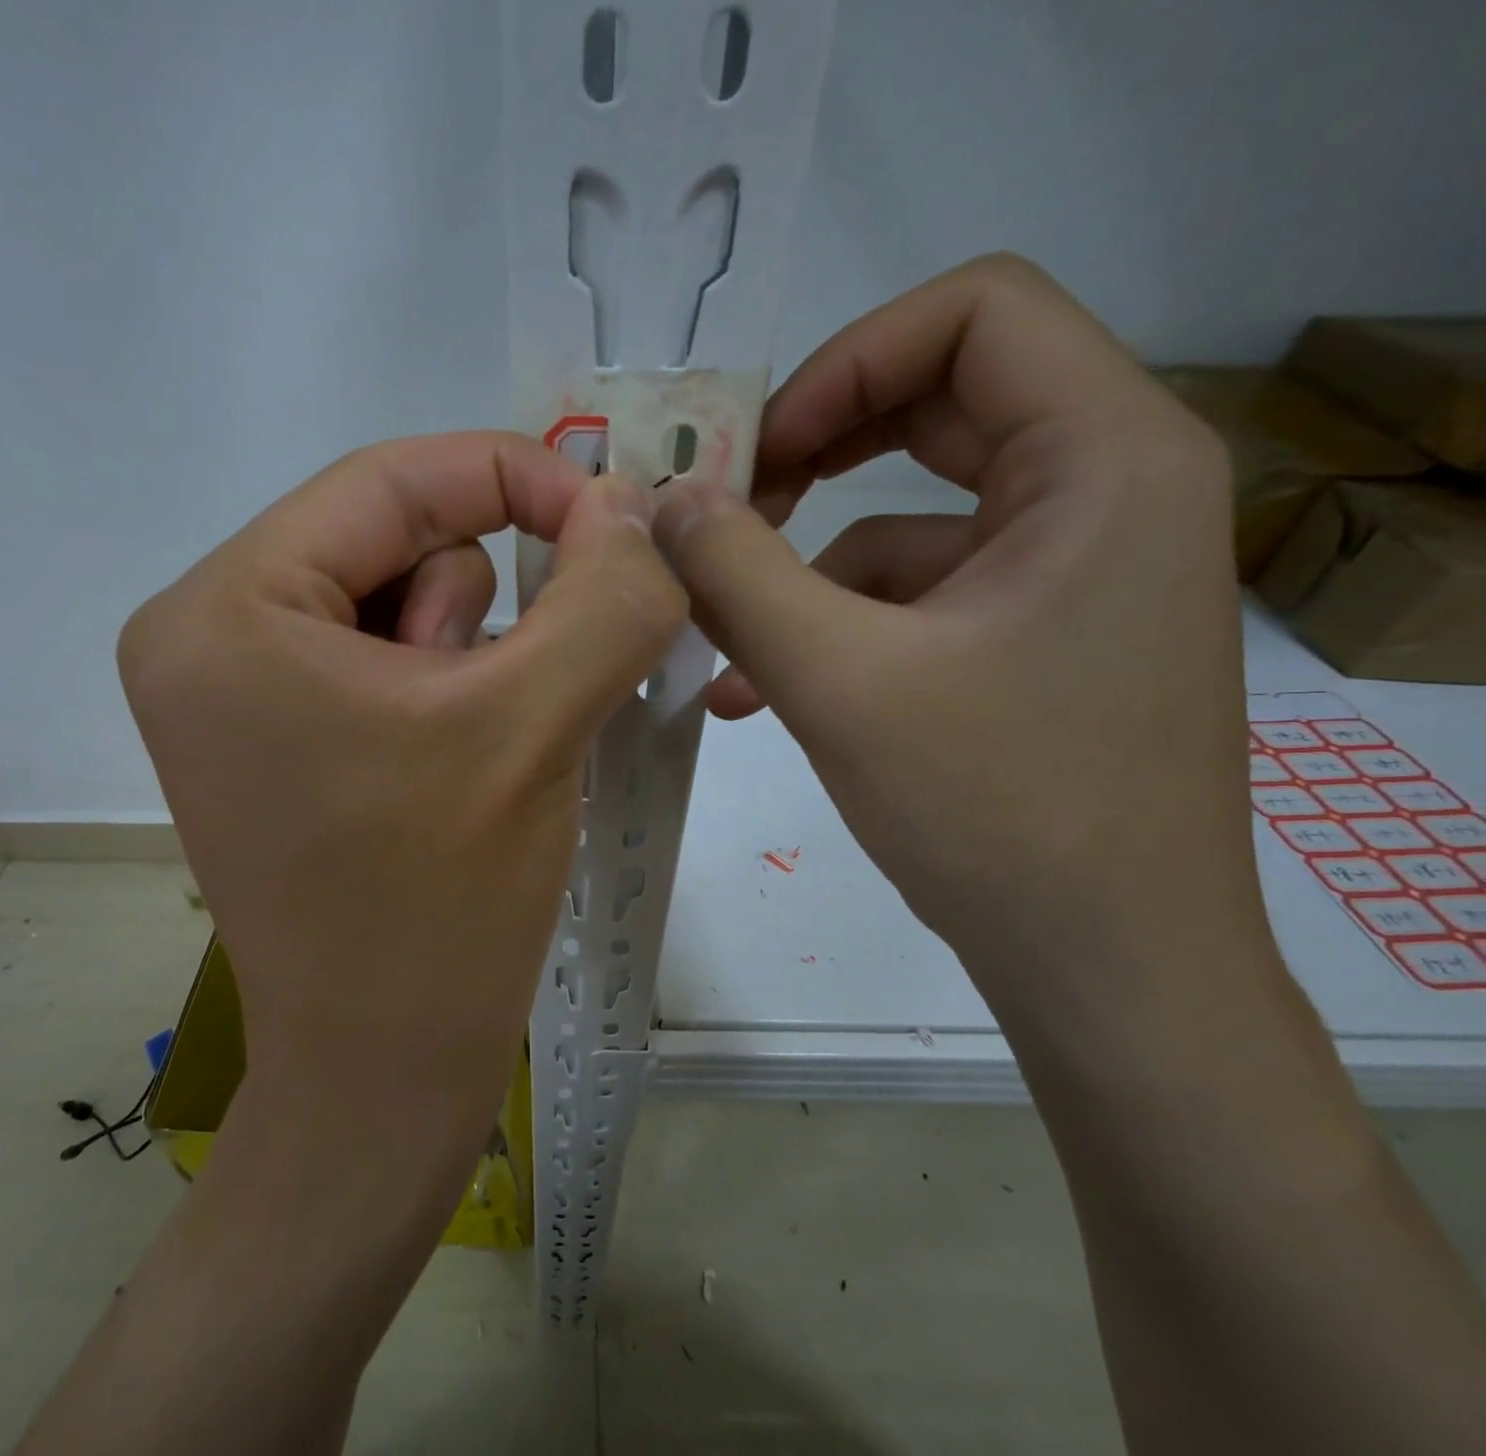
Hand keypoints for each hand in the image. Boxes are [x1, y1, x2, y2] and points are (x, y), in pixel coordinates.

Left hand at [26, 435, 682, 1455]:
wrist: (382, 1075)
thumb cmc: (441, 907)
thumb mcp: (536, 725)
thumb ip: (605, 592)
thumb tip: (632, 502)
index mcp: (226, 611)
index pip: (389, 480)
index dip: (515, 476)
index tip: (614, 520)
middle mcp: (201, 635)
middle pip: (389, 538)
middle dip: (479, 605)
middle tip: (505, 704)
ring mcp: (228, 690)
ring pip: (394, 597)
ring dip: (466, 656)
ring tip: (473, 753)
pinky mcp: (267, 735)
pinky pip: (379, 655)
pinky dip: (445, 687)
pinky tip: (454, 767)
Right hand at [654, 254, 1253, 1033]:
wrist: (1108, 971)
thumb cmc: (997, 813)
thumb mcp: (839, 681)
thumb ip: (737, 575)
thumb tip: (663, 500)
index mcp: (1106, 459)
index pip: (976, 311)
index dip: (846, 363)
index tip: (757, 455)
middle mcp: (1109, 490)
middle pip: (939, 404)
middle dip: (814, 455)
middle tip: (728, 512)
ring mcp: (1074, 568)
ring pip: (912, 515)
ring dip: (807, 570)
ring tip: (727, 644)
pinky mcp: (1038, 633)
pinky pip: (918, 593)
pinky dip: (837, 625)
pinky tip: (769, 692)